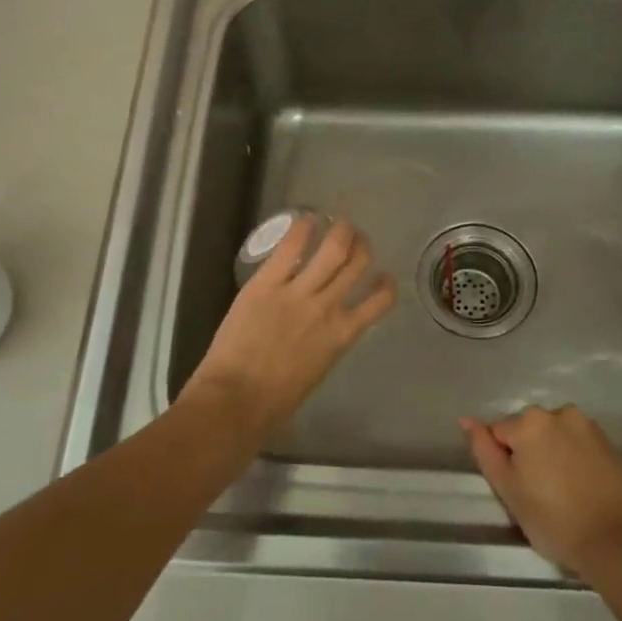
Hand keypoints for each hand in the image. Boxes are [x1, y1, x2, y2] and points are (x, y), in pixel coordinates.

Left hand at [190, 216, 395, 434]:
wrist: (236, 399)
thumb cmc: (274, 401)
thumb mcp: (315, 372)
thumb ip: (325, 345)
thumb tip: (323, 333)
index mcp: (342, 335)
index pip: (380, 300)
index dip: (385, 283)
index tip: (381, 275)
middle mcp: (328, 307)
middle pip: (358, 263)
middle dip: (361, 245)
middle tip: (355, 238)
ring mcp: (298, 292)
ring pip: (333, 248)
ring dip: (341, 230)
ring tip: (339, 223)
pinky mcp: (267, 283)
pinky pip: (291, 247)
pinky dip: (303, 228)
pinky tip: (306, 219)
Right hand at [461, 406, 621, 577]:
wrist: (617, 543)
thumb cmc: (554, 519)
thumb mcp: (508, 489)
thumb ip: (484, 450)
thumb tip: (466, 420)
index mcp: (530, 421)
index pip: (499, 433)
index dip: (505, 463)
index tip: (519, 490)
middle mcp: (560, 413)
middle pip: (529, 431)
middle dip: (529, 454)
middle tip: (538, 494)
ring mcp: (589, 426)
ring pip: (555, 436)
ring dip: (552, 455)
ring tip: (562, 493)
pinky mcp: (610, 444)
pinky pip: (579, 446)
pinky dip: (575, 461)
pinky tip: (582, 490)